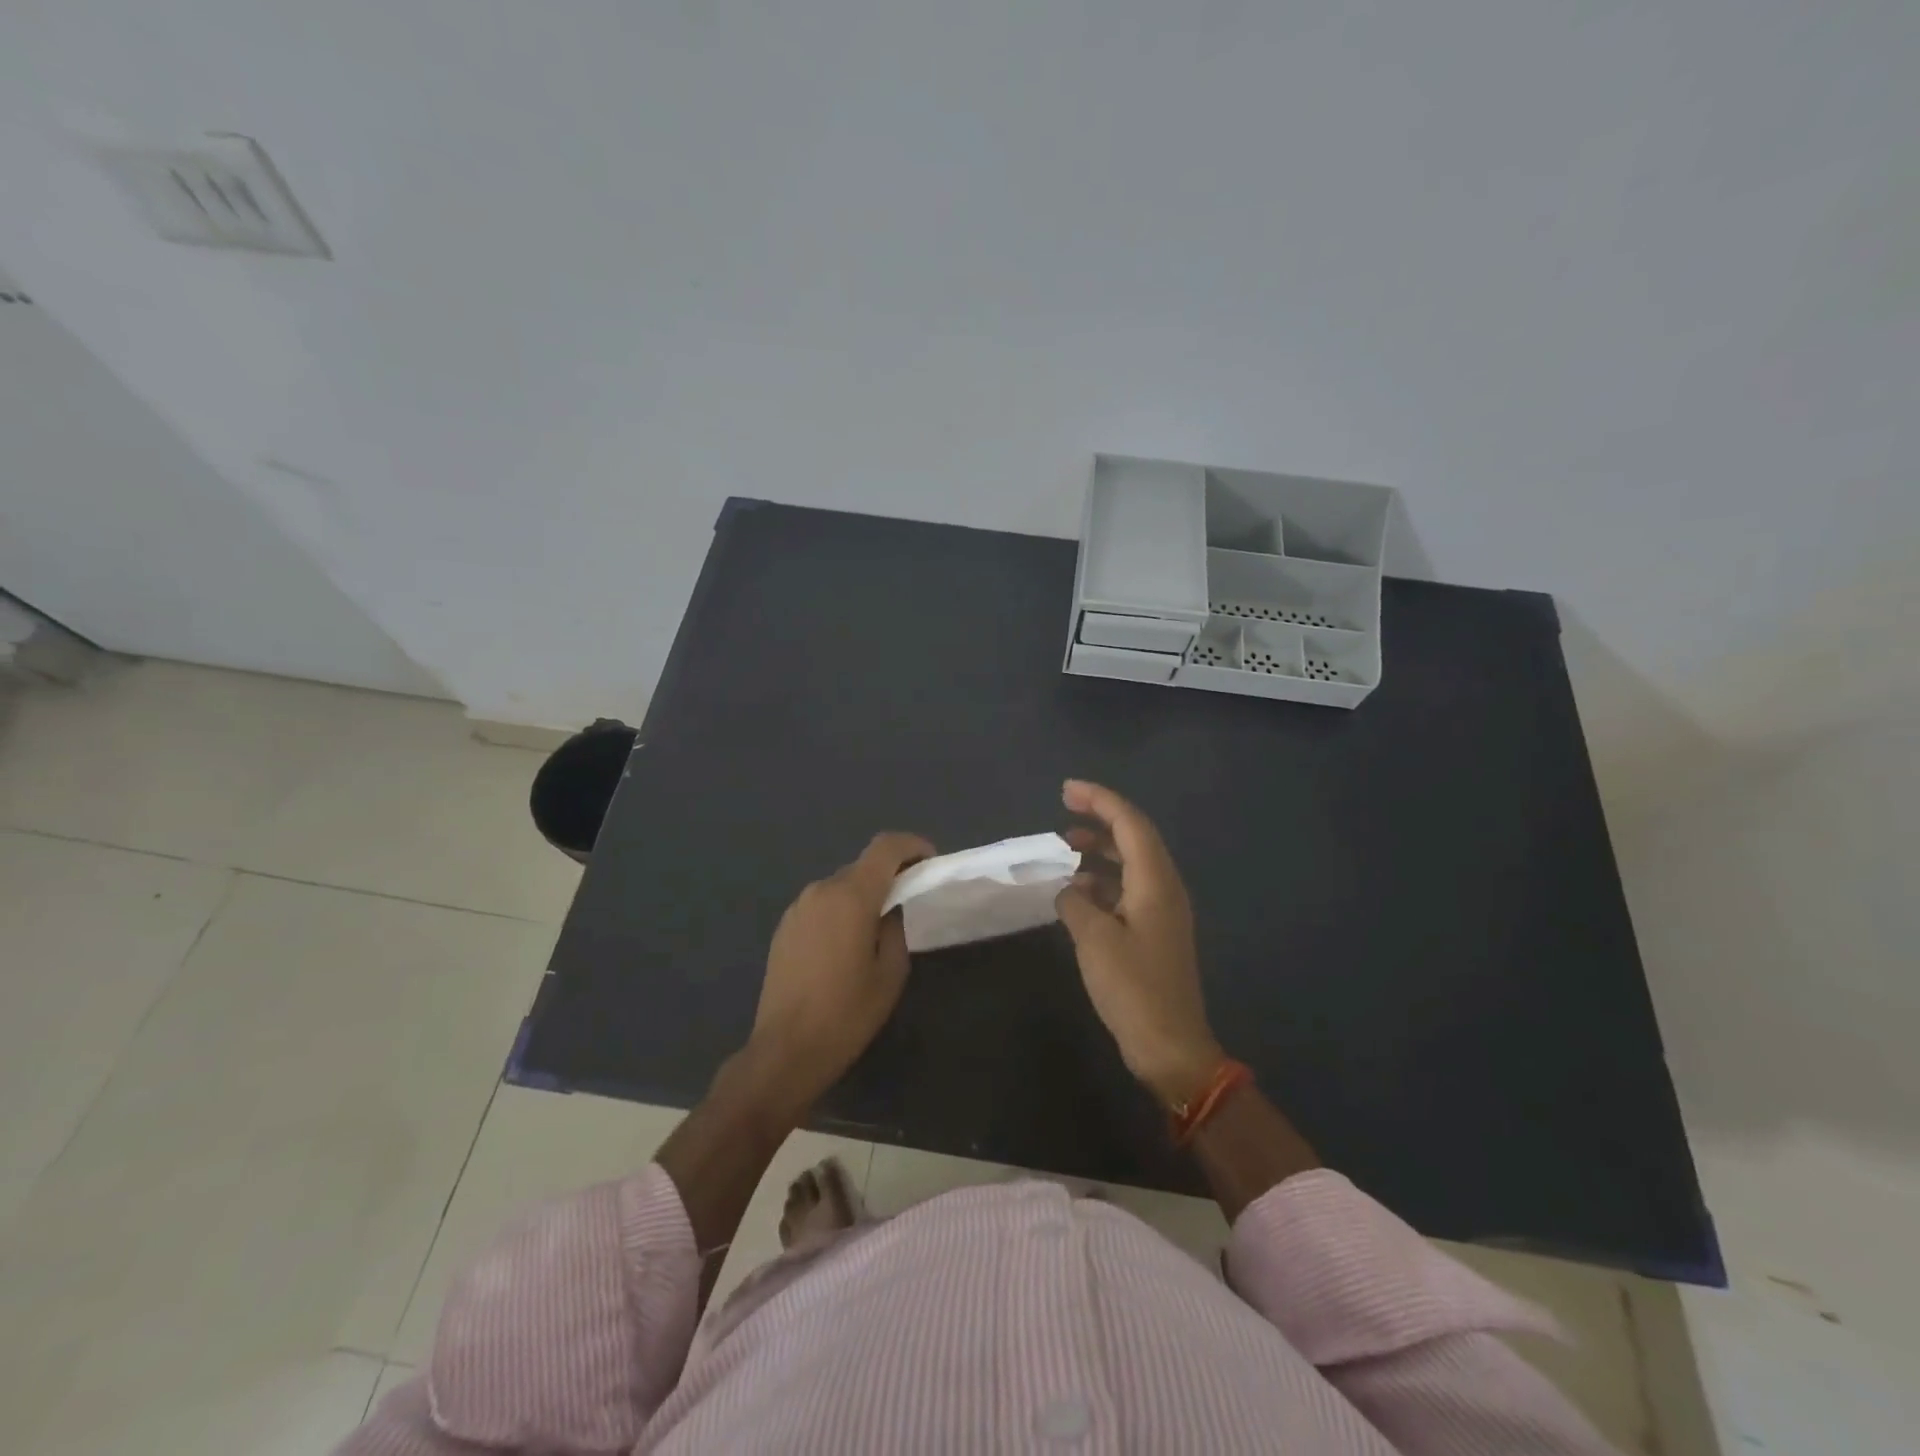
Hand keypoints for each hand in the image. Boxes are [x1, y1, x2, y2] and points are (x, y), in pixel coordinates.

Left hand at [745, 831, 933, 1113]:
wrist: (785, 1050)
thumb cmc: (847, 1013)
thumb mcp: (890, 972)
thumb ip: (896, 927)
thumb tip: (891, 909)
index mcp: (851, 896)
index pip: (886, 847)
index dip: (913, 846)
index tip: (930, 863)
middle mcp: (821, 890)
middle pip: (863, 866)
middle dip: (890, 875)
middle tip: (910, 902)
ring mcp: (798, 907)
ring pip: (841, 885)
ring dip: (864, 895)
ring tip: (878, 929)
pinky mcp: (785, 927)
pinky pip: (822, 904)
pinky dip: (841, 910)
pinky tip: (846, 945)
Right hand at [1056, 780, 1223, 1106]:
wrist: (1171, 1046)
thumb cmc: (1133, 988)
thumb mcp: (1094, 940)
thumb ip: (1076, 903)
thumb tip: (1069, 890)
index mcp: (1156, 882)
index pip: (1130, 824)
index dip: (1100, 800)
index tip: (1066, 789)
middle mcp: (1165, 887)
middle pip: (1135, 837)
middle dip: (1101, 817)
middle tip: (1064, 809)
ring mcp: (1163, 910)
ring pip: (1132, 862)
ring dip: (1101, 848)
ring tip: (1066, 845)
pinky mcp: (1155, 931)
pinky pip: (1129, 888)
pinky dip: (1104, 879)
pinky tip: (1078, 890)